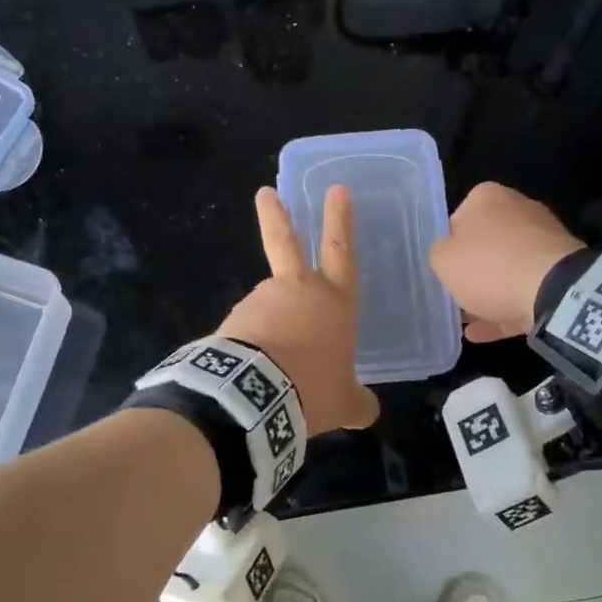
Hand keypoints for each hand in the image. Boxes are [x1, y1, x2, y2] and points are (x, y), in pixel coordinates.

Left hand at [218, 186, 381, 433]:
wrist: (256, 397)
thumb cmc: (313, 388)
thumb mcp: (344, 402)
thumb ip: (358, 403)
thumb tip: (368, 412)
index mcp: (333, 300)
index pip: (341, 250)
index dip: (340, 220)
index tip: (336, 189)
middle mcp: (297, 290)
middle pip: (285, 242)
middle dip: (276, 215)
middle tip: (264, 193)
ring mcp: (261, 300)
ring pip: (269, 303)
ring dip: (272, 323)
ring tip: (275, 368)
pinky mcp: (234, 320)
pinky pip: (249, 328)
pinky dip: (254, 342)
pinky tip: (256, 370)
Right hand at [429, 182, 583, 342]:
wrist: (552, 292)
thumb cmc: (489, 266)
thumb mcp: (443, 260)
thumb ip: (439, 253)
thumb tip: (450, 253)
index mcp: (487, 197)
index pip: (457, 220)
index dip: (447, 249)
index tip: (443, 272)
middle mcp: (518, 209)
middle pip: (484, 245)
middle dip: (470, 272)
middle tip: (453, 298)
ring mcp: (543, 241)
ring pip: (505, 270)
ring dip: (486, 295)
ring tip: (466, 323)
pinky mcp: (559, 272)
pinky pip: (523, 290)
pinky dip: (504, 309)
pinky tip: (482, 333)